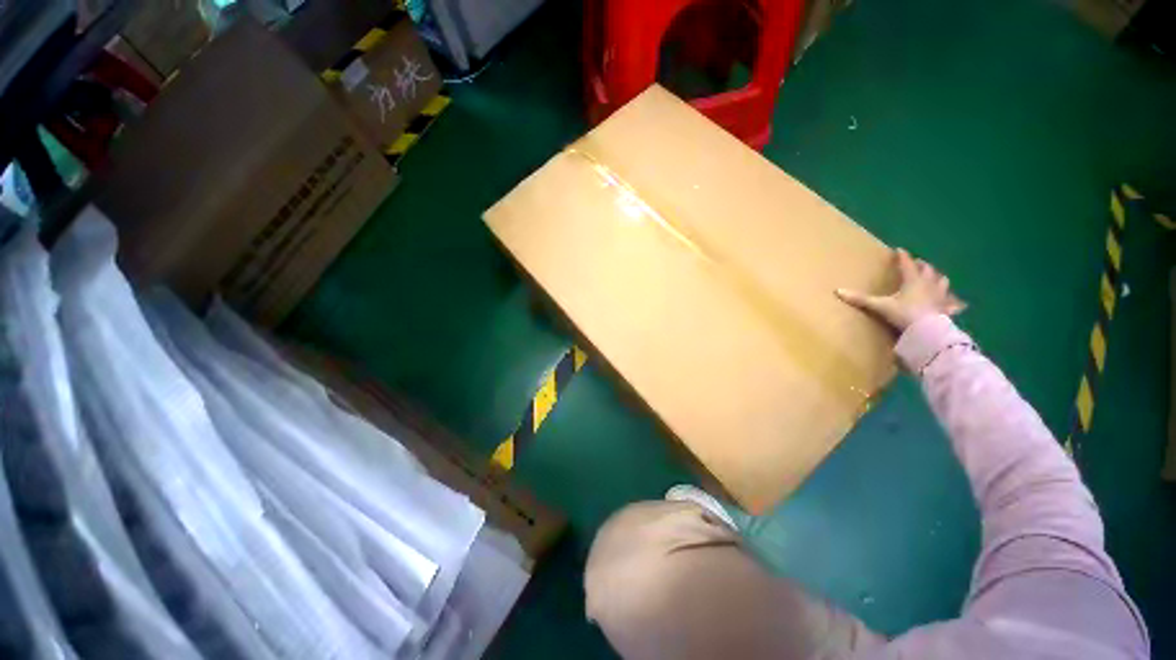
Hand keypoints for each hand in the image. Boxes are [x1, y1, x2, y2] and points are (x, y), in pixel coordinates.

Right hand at [836, 248, 965, 333]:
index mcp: (913, 280)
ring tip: (936, 278)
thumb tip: (837, 291)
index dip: (903, 257)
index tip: (900, 250)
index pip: (907, 264)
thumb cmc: (904, 314)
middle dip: (923, 266)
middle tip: (918, 263)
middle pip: (928, 270)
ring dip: (938, 278)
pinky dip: (954, 303)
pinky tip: (957, 305)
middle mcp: (928, 284)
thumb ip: (860, 299)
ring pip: (942, 282)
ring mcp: (940, 296)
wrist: (928, 331)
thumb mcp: (880, 306)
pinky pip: (953, 304)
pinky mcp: (946, 309)